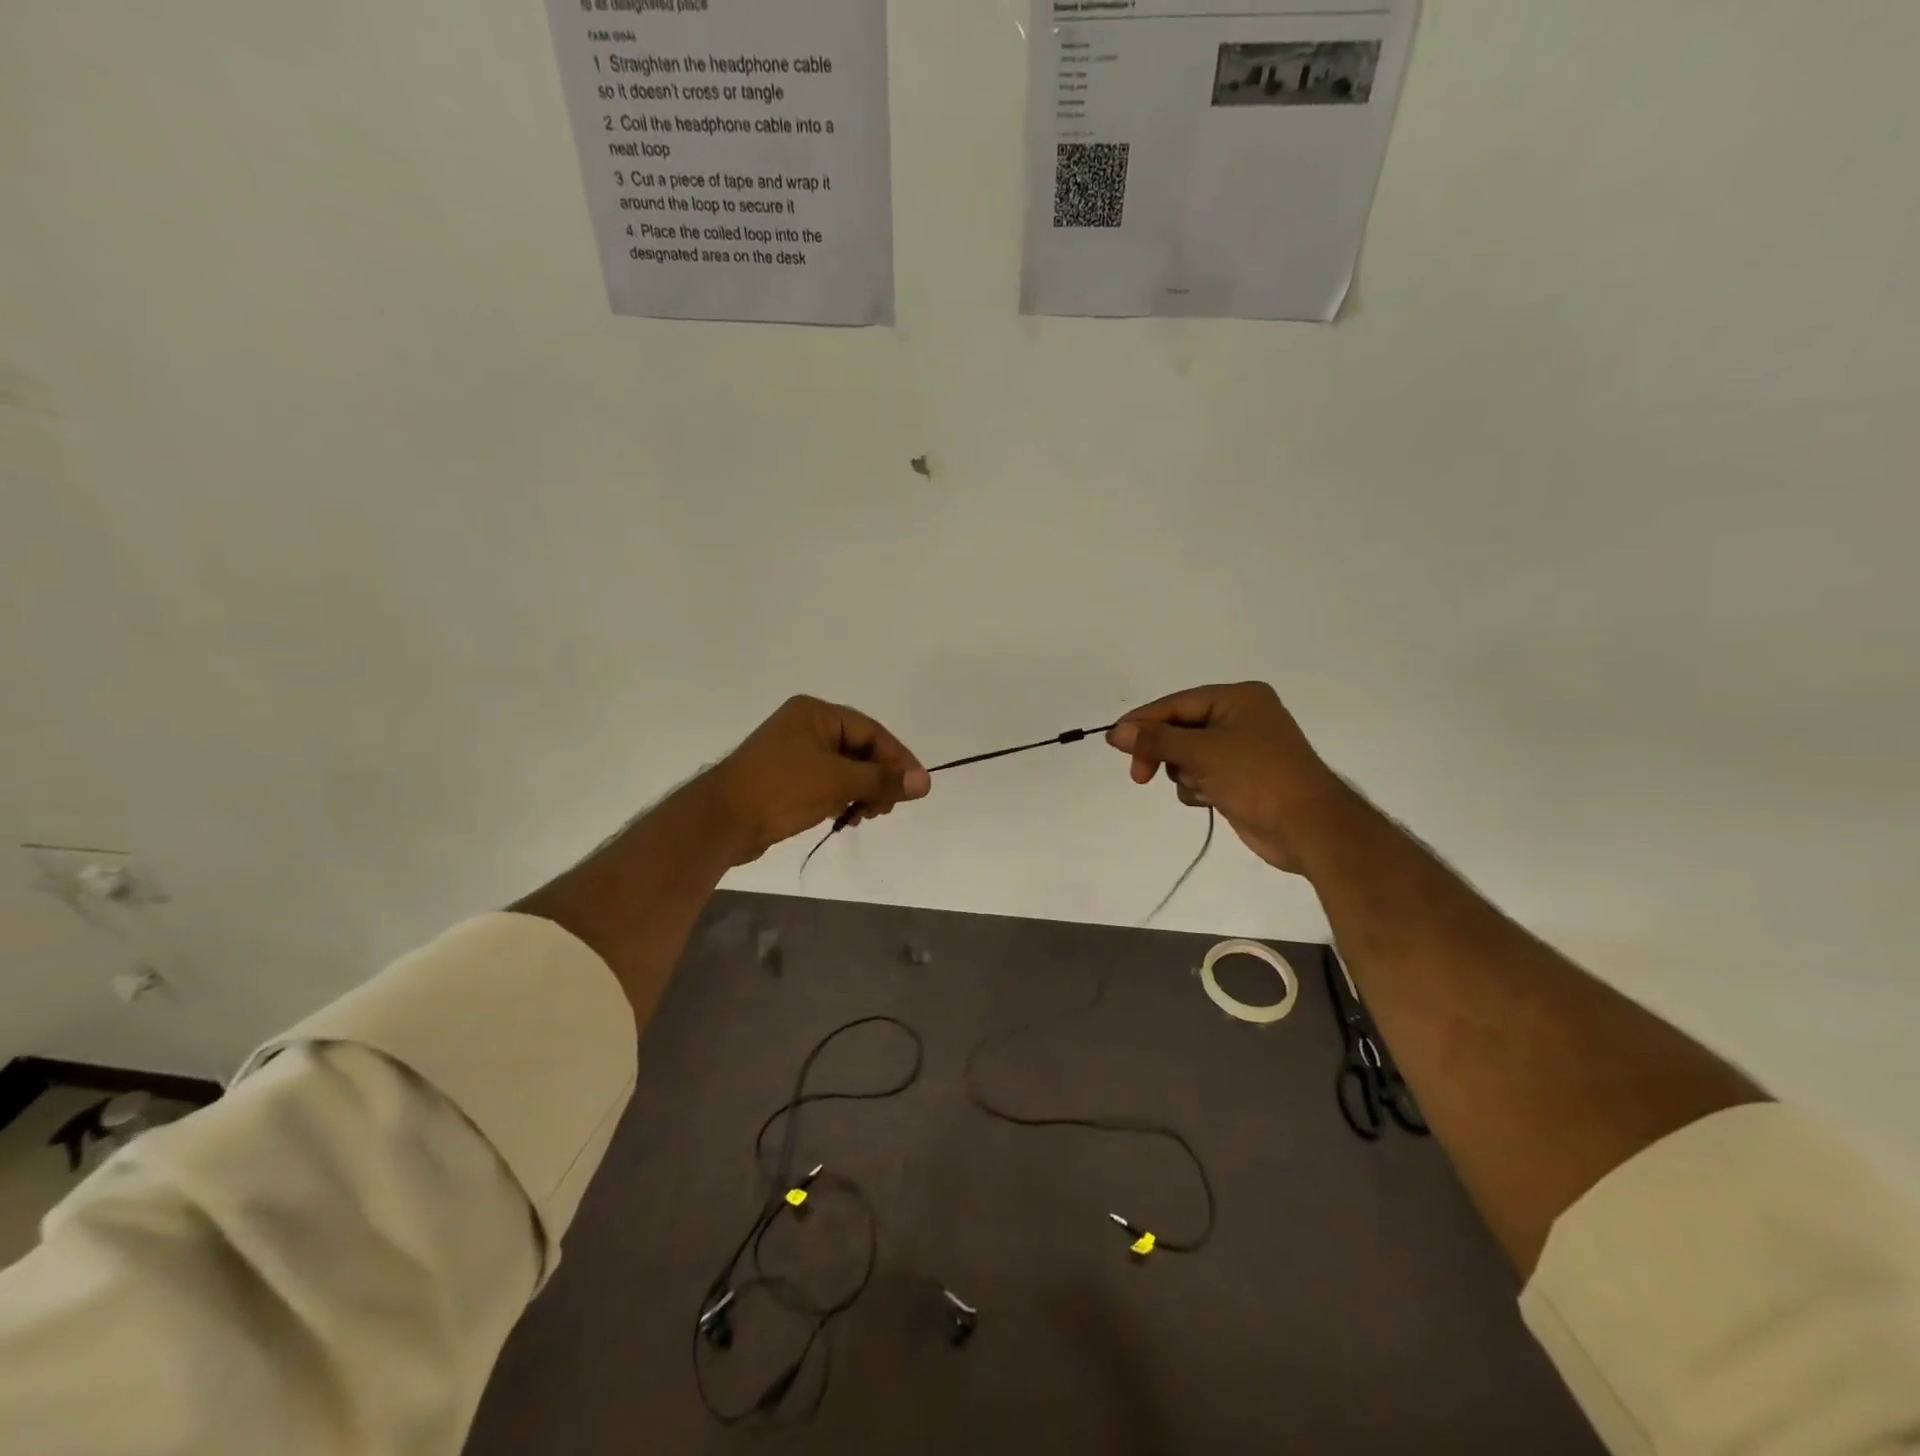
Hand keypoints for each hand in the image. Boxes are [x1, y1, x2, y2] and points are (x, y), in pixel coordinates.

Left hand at [702, 696, 929, 864]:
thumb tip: (925, 782)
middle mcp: (806, 727)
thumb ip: (882, 780)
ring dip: (861, 792)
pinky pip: (827, 784)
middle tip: (885, 808)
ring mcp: (794, 754)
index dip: (897, 759)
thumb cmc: (781, 789)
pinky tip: (845, 818)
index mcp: (816, 714)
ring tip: (864, 816)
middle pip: (860, 750)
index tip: (915, 788)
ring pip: (845, 770)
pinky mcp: (787, 779)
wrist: (721, 821)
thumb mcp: (838, 781)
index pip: (872, 732)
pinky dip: (841, 798)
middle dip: (877, 779)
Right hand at [1107, 682, 1340, 873]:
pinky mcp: (1240, 779)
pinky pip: (1201, 775)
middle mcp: (1240, 718)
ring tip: (1200, 787)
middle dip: (1162, 752)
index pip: (1177, 704)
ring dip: (1184, 773)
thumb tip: (1116, 731)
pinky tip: (1210, 799)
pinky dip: (1197, 787)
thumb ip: (1156, 740)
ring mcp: (1241, 750)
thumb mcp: (1203, 752)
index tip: (1113, 741)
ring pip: (1186, 755)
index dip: (1143, 721)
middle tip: (1140, 776)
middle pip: (1179, 729)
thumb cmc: (1258, 777)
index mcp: (1238, 698)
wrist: (1309, 827)